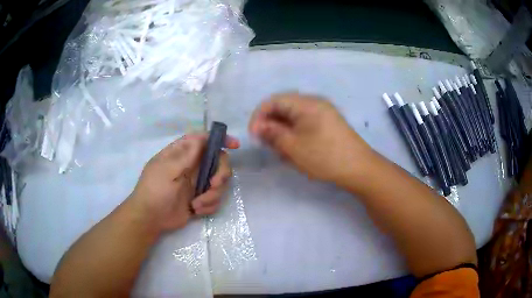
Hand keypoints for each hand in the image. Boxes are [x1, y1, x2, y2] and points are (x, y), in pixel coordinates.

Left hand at [128, 134, 239, 231]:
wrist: (150, 218)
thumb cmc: (154, 191)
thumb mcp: (168, 170)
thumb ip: (186, 155)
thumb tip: (201, 138)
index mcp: (182, 154)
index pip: (203, 139)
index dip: (220, 139)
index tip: (235, 145)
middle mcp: (192, 166)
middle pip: (218, 161)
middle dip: (220, 174)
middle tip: (214, 185)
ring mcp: (197, 183)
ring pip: (219, 183)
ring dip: (212, 195)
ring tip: (197, 205)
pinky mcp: (200, 198)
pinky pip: (215, 199)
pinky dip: (209, 205)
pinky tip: (196, 210)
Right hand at [249, 92, 372, 185]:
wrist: (359, 168)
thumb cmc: (324, 157)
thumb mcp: (293, 146)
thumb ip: (272, 133)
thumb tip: (258, 126)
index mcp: (305, 103)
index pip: (273, 101)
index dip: (259, 116)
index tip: (253, 136)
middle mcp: (314, 103)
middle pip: (284, 108)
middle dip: (271, 126)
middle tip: (268, 146)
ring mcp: (323, 113)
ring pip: (293, 118)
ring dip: (283, 132)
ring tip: (282, 152)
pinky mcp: (328, 124)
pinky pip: (305, 124)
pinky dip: (295, 135)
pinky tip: (295, 151)